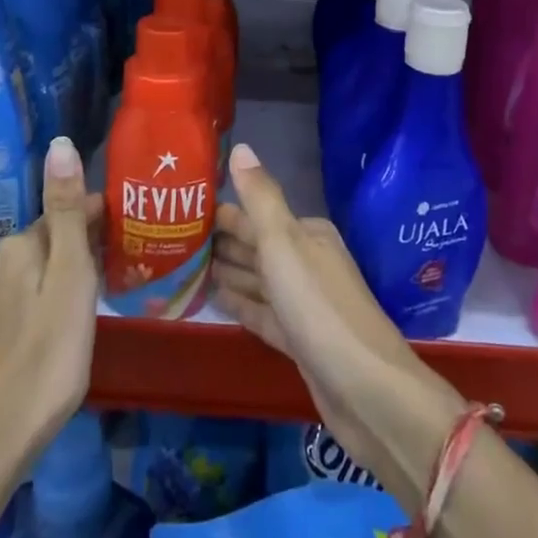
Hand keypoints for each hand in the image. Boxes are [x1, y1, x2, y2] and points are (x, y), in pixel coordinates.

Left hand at [0, 137, 102, 464]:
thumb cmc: (48, 357)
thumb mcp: (71, 279)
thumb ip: (65, 212)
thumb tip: (59, 144)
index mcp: (17, 246)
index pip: (63, 214)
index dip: (96, 222)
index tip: (124, 240)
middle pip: (44, 244)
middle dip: (73, 252)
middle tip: (107, 281)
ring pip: (26, 275)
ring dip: (51, 280)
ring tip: (79, 312)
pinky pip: (9, 304)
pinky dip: (30, 308)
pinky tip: (43, 336)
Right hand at [212, 144, 458, 490]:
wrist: (366, 390)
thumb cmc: (319, 307)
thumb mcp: (285, 244)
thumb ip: (261, 198)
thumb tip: (240, 147)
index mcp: (306, 235)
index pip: (255, 215)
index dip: (221, 213)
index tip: (181, 211)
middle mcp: (305, 262)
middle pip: (255, 246)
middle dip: (219, 242)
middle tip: (171, 238)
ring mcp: (302, 303)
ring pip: (256, 279)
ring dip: (225, 271)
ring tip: (181, 266)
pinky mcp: (297, 339)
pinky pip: (260, 312)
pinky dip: (238, 303)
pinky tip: (211, 299)